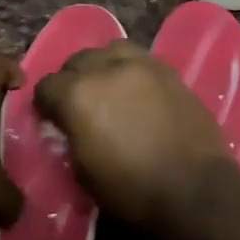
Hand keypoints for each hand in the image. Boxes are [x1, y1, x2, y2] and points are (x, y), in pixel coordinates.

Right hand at [34, 41, 234, 226]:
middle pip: (78, 60)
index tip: (52, 119)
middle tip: (79, 103)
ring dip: (103, 66)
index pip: (47, 85)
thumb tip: (71, 125)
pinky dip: (132, 70)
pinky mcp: (170, 72)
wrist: (194, 189)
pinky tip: (137, 90)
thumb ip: (71, 136)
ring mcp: (143, 65)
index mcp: (78, 94)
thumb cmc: (131, 189)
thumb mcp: (83, 171)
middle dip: (73, 79)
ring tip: (109, 87)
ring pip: (111, 50)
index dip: (46, 104)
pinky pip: (142, 59)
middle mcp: (108, 68)